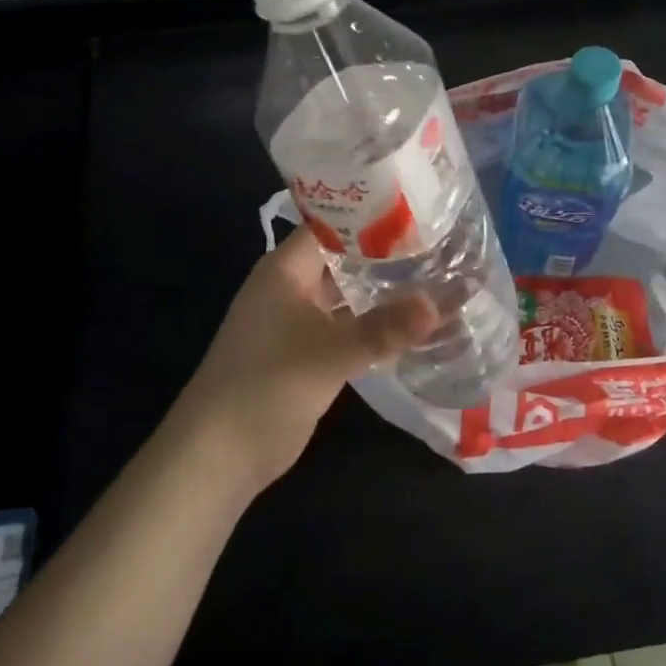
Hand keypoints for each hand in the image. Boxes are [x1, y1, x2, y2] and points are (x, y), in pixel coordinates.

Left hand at [168, 226, 438, 494]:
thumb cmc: (267, 385)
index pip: (334, 223)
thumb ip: (386, 326)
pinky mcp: (307, 352)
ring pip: (348, 293)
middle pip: (345, 257)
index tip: (423, 210)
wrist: (219, 455)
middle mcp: (292, 284)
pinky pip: (347, 325)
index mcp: (286, 267)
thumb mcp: (330, 352)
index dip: (375, 214)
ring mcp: (298, 319)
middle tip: (444, 245)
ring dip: (384, 289)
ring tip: (439, 277)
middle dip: (389, 253)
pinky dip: (375, 322)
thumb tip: (447, 299)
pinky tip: (413, 322)